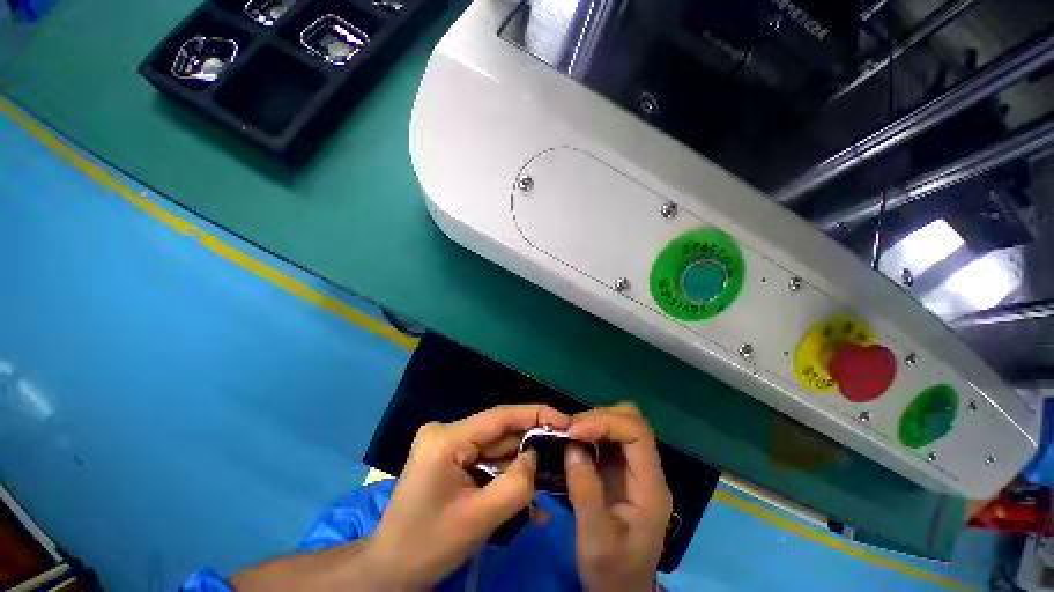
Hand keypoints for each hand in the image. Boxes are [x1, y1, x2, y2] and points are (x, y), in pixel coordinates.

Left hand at [367, 404, 570, 587]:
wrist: (390, 571)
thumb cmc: (427, 547)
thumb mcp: (479, 519)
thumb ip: (516, 484)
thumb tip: (537, 456)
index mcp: (447, 439)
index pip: (500, 416)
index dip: (535, 414)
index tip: (566, 420)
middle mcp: (447, 432)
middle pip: (500, 433)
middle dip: (532, 445)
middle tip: (565, 453)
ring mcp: (448, 444)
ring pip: (496, 449)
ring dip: (522, 466)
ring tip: (552, 479)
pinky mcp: (452, 458)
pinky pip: (487, 461)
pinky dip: (506, 476)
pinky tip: (528, 497)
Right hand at [565, 403, 671, 591]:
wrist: (621, 590)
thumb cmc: (612, 571)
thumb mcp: (596, 539)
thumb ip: (585, 492)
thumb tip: (572, 447)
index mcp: (650, 487)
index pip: (638, 434)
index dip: (606, 422)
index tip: (574, 431)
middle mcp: (646, 470)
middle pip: (632, 421)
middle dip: (599, 417)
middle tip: (569, 430)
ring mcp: (634, 468)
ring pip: (621, 424)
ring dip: (593, 421)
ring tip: (568, 433)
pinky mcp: (620, 470)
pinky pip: (608, 437)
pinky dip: (590, 431)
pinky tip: (574, 441)